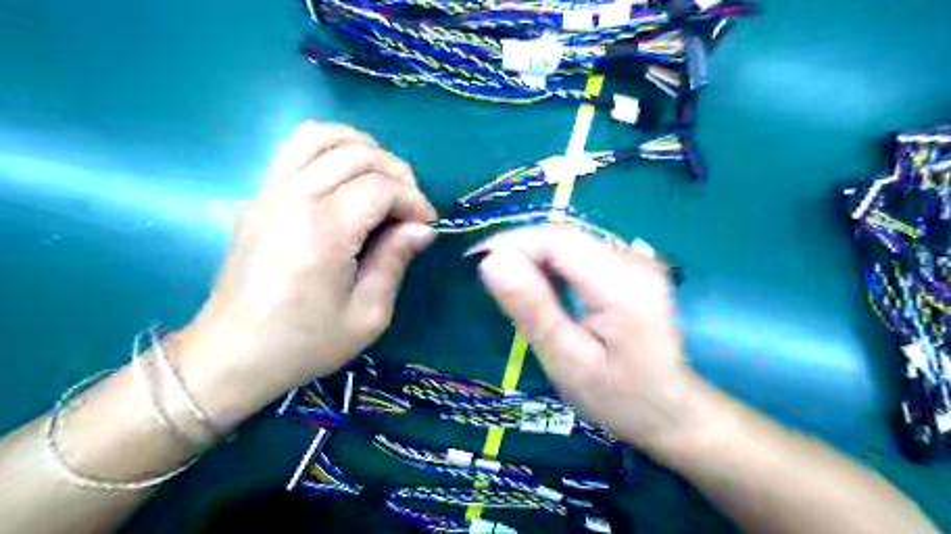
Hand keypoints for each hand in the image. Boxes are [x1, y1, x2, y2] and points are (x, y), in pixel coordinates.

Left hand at [174, 122, 433, 427]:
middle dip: (397, 173)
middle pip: (357, 154)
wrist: (233, 354)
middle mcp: (294, 198)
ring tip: (382, 180)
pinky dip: (330, 148)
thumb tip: (422, 229)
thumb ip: (395, 261)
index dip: (413, 200)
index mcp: (323, 231)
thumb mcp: (367, 315)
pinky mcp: (260, 196)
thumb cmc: (305, 343)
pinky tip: (347, 177)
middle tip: (410, 207)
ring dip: (363, 149)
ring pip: (322, 136)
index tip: (427, 225)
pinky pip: (296, 148)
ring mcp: (270, 191)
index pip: (380, 187)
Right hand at [474, 224, 703, 450]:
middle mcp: (634, 259)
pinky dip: (550, 260)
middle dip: (518, 246)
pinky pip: (580, 251)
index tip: (475, 261)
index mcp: (623, 284)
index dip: (512, 242)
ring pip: (570, 240)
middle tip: (484, 272)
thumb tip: (492, 262)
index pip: (558, 241)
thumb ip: (534, 310)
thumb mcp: (569, 362)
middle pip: (564, 235)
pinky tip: (536, 282)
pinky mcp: (630, 267)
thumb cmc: (619, 397)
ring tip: (503, 278)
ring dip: (532, 252)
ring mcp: (635, 260)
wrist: (671, 410)